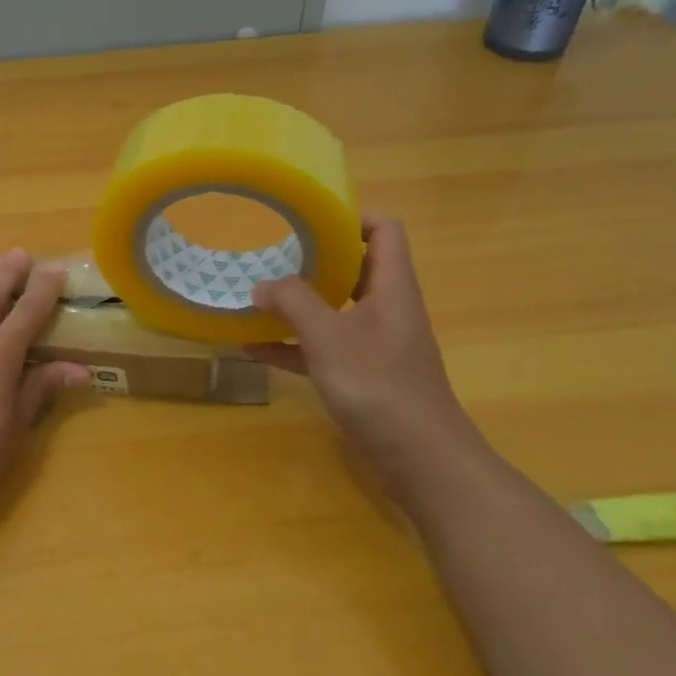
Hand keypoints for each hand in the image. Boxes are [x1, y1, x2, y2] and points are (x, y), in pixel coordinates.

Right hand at [248, 215, 487, 485]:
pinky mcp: (362, 375)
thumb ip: (294, 303)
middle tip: (270, 250)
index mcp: (392, 287)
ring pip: (334, 309)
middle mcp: (386, 308)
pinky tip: (254, 348)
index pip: (384, 230)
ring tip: (254, 293)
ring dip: (298, 303)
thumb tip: (262, 284)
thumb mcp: (329, 337)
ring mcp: (375, 344)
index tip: (308, 216)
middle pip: (354, 267)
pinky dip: (293, 345)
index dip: (352, 216)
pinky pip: (322, 348)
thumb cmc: (380, 386)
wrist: (421, 460)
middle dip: (312, 258)